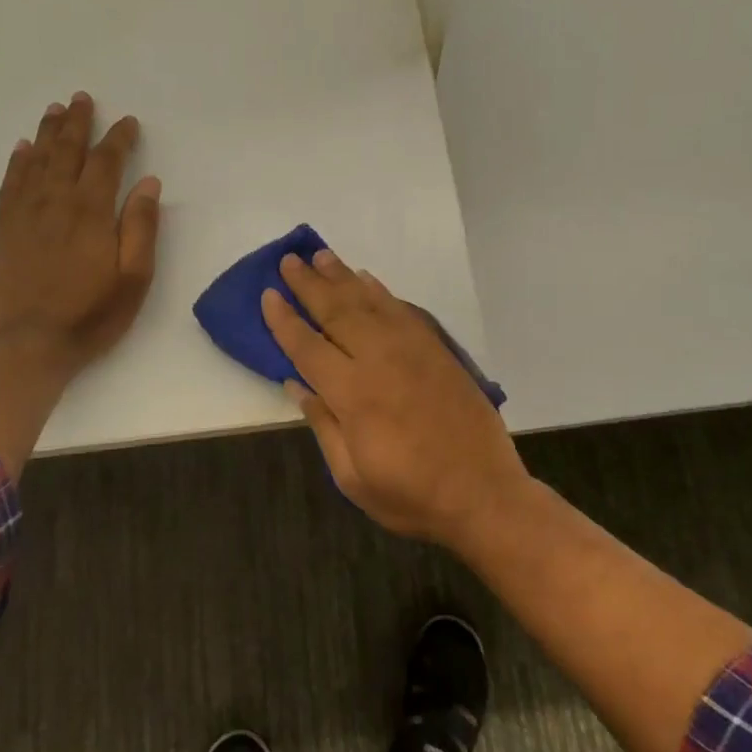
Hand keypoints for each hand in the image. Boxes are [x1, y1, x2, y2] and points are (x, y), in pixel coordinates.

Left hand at [0, 92, 161, 371]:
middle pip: (66, 151)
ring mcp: (25, 215)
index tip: (128, 122)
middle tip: (82, 98)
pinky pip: (10, 185)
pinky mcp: (4, 231)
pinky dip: (17, 162)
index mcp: (91, 212)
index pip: (106, 162)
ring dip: (47, 133)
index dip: (119, 139)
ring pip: (36, 161)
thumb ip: (141, 227)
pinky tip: (22, 149)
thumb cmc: (91, 315)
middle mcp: (55, 203)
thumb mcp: (134, 277)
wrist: (29, 346)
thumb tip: (148, 184)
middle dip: (77, 123)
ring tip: (55, 111)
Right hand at [262, 249, 528, 544]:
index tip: (268, 295)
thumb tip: (295, 384)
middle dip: (309, 285)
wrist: (484, 493)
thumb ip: (323, 425)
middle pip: (337, 312)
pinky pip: (403, 310)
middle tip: (289, 260)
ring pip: (370, 302)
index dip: (284, 320)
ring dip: (342, 277)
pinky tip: (367, 281)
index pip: (307, 347)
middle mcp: (380, 360)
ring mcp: (413, 350)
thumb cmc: (411, 495)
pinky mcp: (437, 350)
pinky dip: (381, 292)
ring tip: (321, 256)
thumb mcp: (353, 477)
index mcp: (354, 395)